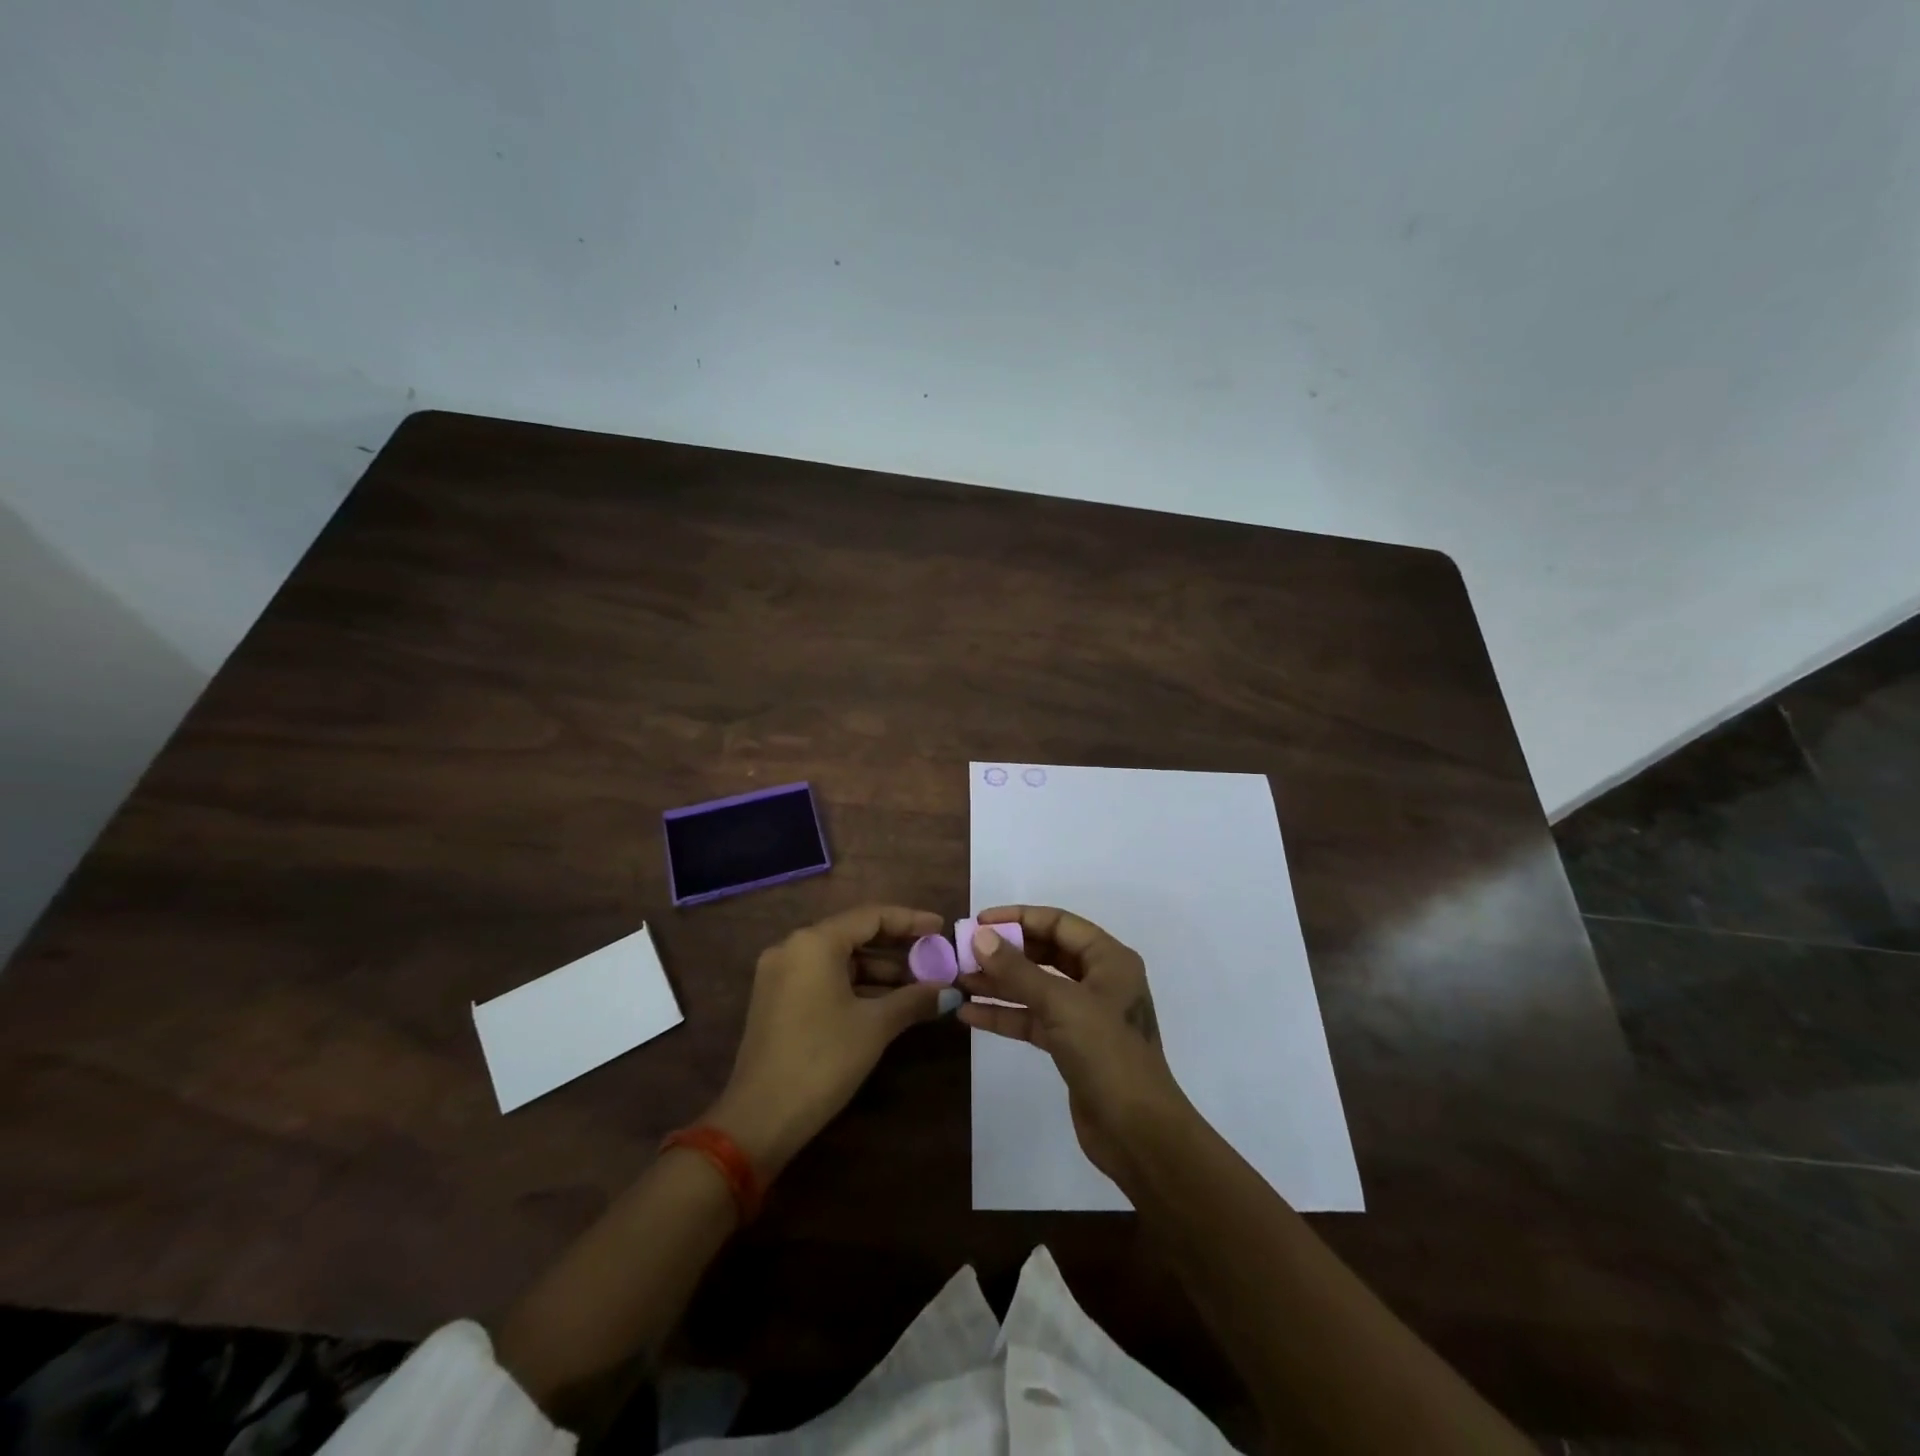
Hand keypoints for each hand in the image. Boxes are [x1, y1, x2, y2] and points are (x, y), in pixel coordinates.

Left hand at [707, 905, 947, 1180]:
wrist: (759, 1119)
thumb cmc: (822, 1060)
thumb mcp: (875, 1026)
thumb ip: (914, 999)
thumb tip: (950, 991)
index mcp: (814, 943)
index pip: (871, 916)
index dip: (910, 921)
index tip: (940, 929)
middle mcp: (793, 948)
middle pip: (853, 934)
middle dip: (896, 947)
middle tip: (933, 956)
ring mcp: (780, 974)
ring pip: (839, 959)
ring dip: (878, 970)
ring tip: (919, 984)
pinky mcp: (776, 1000)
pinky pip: (823, 978)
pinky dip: (855, 985)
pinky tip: (886, 1001)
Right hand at [957, 906, 1190, 1181]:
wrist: (1138, 1132)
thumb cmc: (1107, 1053)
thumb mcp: (1060, 1004)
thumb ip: (1017, 970)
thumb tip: (980, 937)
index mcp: (1109, 959)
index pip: (1059, 923)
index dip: (1018, 918)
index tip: (979, 922)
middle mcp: (1098, 980)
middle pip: (1046, 953)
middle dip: (1005, 952)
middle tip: (964, 952)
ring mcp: (1085, 1014)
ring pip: (1036, 988)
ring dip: (999, 984)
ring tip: (959, 980)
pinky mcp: (1071, 1045)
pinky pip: (1033, 1019)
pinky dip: (1005, 1015)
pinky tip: (970, 1014)